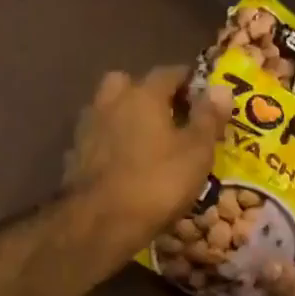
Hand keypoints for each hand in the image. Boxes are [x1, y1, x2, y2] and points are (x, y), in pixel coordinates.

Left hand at [65, 66, 230, 262]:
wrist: (100, 222)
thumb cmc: (157, 183)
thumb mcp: (196, 153)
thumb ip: (208, 118)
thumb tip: (220, 87)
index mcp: (143, 94)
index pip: (169, 73)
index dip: (189, 82)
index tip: (202, 96)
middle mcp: (110, 102)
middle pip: (129, 84)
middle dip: (148, 94)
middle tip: (168, 115)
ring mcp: (87, 128)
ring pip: (109, 111)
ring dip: (125, 118)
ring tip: (146, 142)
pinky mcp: (73, 156)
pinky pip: (98, 140)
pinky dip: (110, 144)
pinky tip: (122, 164)